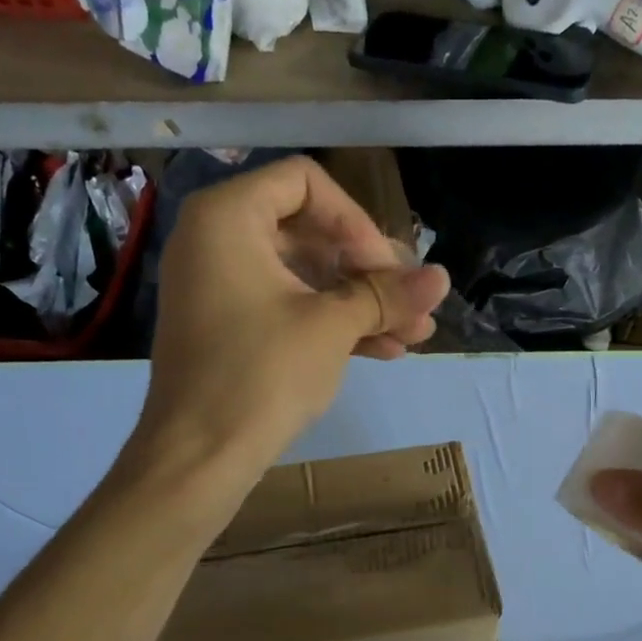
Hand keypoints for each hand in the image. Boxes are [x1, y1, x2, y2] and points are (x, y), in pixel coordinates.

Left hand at [137, 155, 447, 483]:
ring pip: (306, 277)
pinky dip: (333, 323)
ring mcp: (222, 287)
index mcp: (228, 217)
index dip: (355, 219)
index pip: (305, 182)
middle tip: (413, 302)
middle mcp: (218, 240)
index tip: (385, 267)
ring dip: (362, 303)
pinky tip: (386, 350)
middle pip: (311, 232)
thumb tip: (442, 278)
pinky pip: (289, 307)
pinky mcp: (231, 327)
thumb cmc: (261, 374)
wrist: (199, 458)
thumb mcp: (332, 327)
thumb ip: (387, 295)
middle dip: (370, 270)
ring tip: (415, 334)